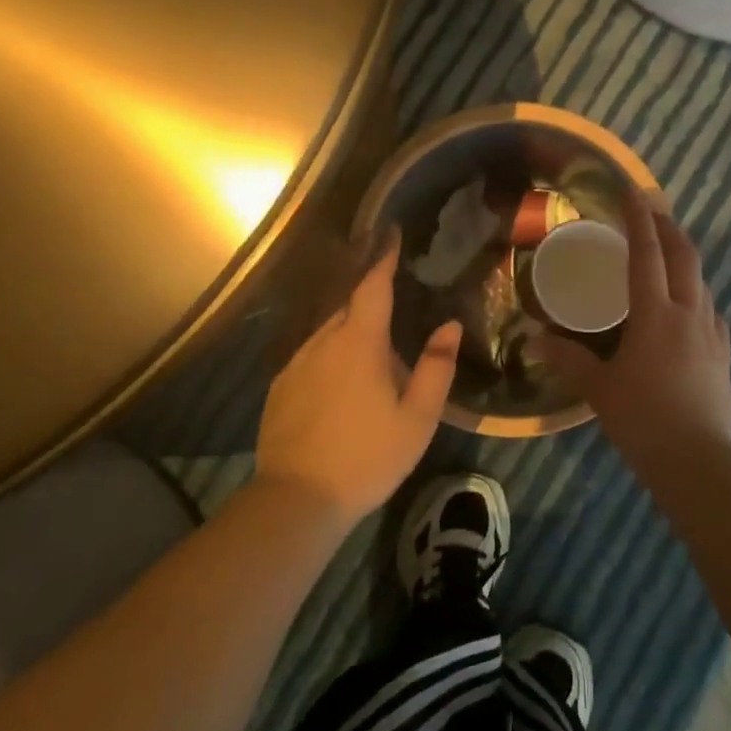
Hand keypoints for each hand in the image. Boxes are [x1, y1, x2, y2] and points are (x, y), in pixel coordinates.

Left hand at [255, 234, 461, 522]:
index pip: (372, 286)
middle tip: (392, 290)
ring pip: (327, 331)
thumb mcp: (417, 418)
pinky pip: (311, 355)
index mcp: (359, 343)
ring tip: (371, 340)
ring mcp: (296, 364)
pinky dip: (330, 352)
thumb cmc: (367, 456)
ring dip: (350, 327)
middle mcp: (322, 342)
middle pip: (348, 305)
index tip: (392, 233)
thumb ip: (436, 367)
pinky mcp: (280, 387)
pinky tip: (340, 377)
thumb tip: (449, 326)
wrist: (297, 498)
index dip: (384, 258)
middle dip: (368, 292)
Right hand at [538, 193, 730, 467]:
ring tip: (667, 254)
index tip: (632, 191)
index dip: (638, 220)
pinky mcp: (723, 355)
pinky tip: (688, 306)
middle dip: (669, 228)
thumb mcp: (599, 389)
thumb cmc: (642, 419)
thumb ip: (569, 360)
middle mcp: (688, 314)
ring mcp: (712, 334)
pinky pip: (711, 311)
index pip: (647, 255)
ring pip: (702, 282)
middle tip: (652, 210)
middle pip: (684, 257)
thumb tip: (536, 341)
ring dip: (685, 259)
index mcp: (655, 315)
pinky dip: (697, 294)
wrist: (697, 461)